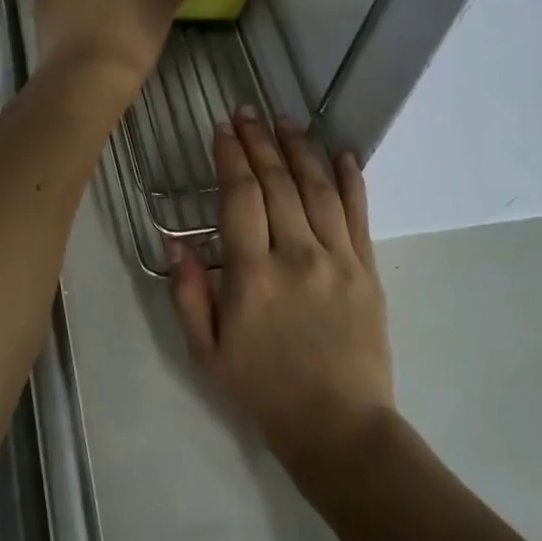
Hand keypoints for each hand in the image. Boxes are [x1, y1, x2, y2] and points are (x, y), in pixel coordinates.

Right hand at [169, 108, 395, 473]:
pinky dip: (352, 180)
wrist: (339, 428)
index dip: (229, 158)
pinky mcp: (368, 270)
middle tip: (247, 112)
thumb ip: (189, 293)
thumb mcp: (207, 352)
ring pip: (317, 189)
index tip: (221, 131)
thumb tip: (173, 240)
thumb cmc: (263, 392)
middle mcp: (297, 256)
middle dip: (259, 142)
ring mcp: (338, 260)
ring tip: (285, 121)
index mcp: (253, 276)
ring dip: (300, 150)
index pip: (240, 197)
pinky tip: (344, 154)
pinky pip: (359, 215)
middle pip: (278, 183)